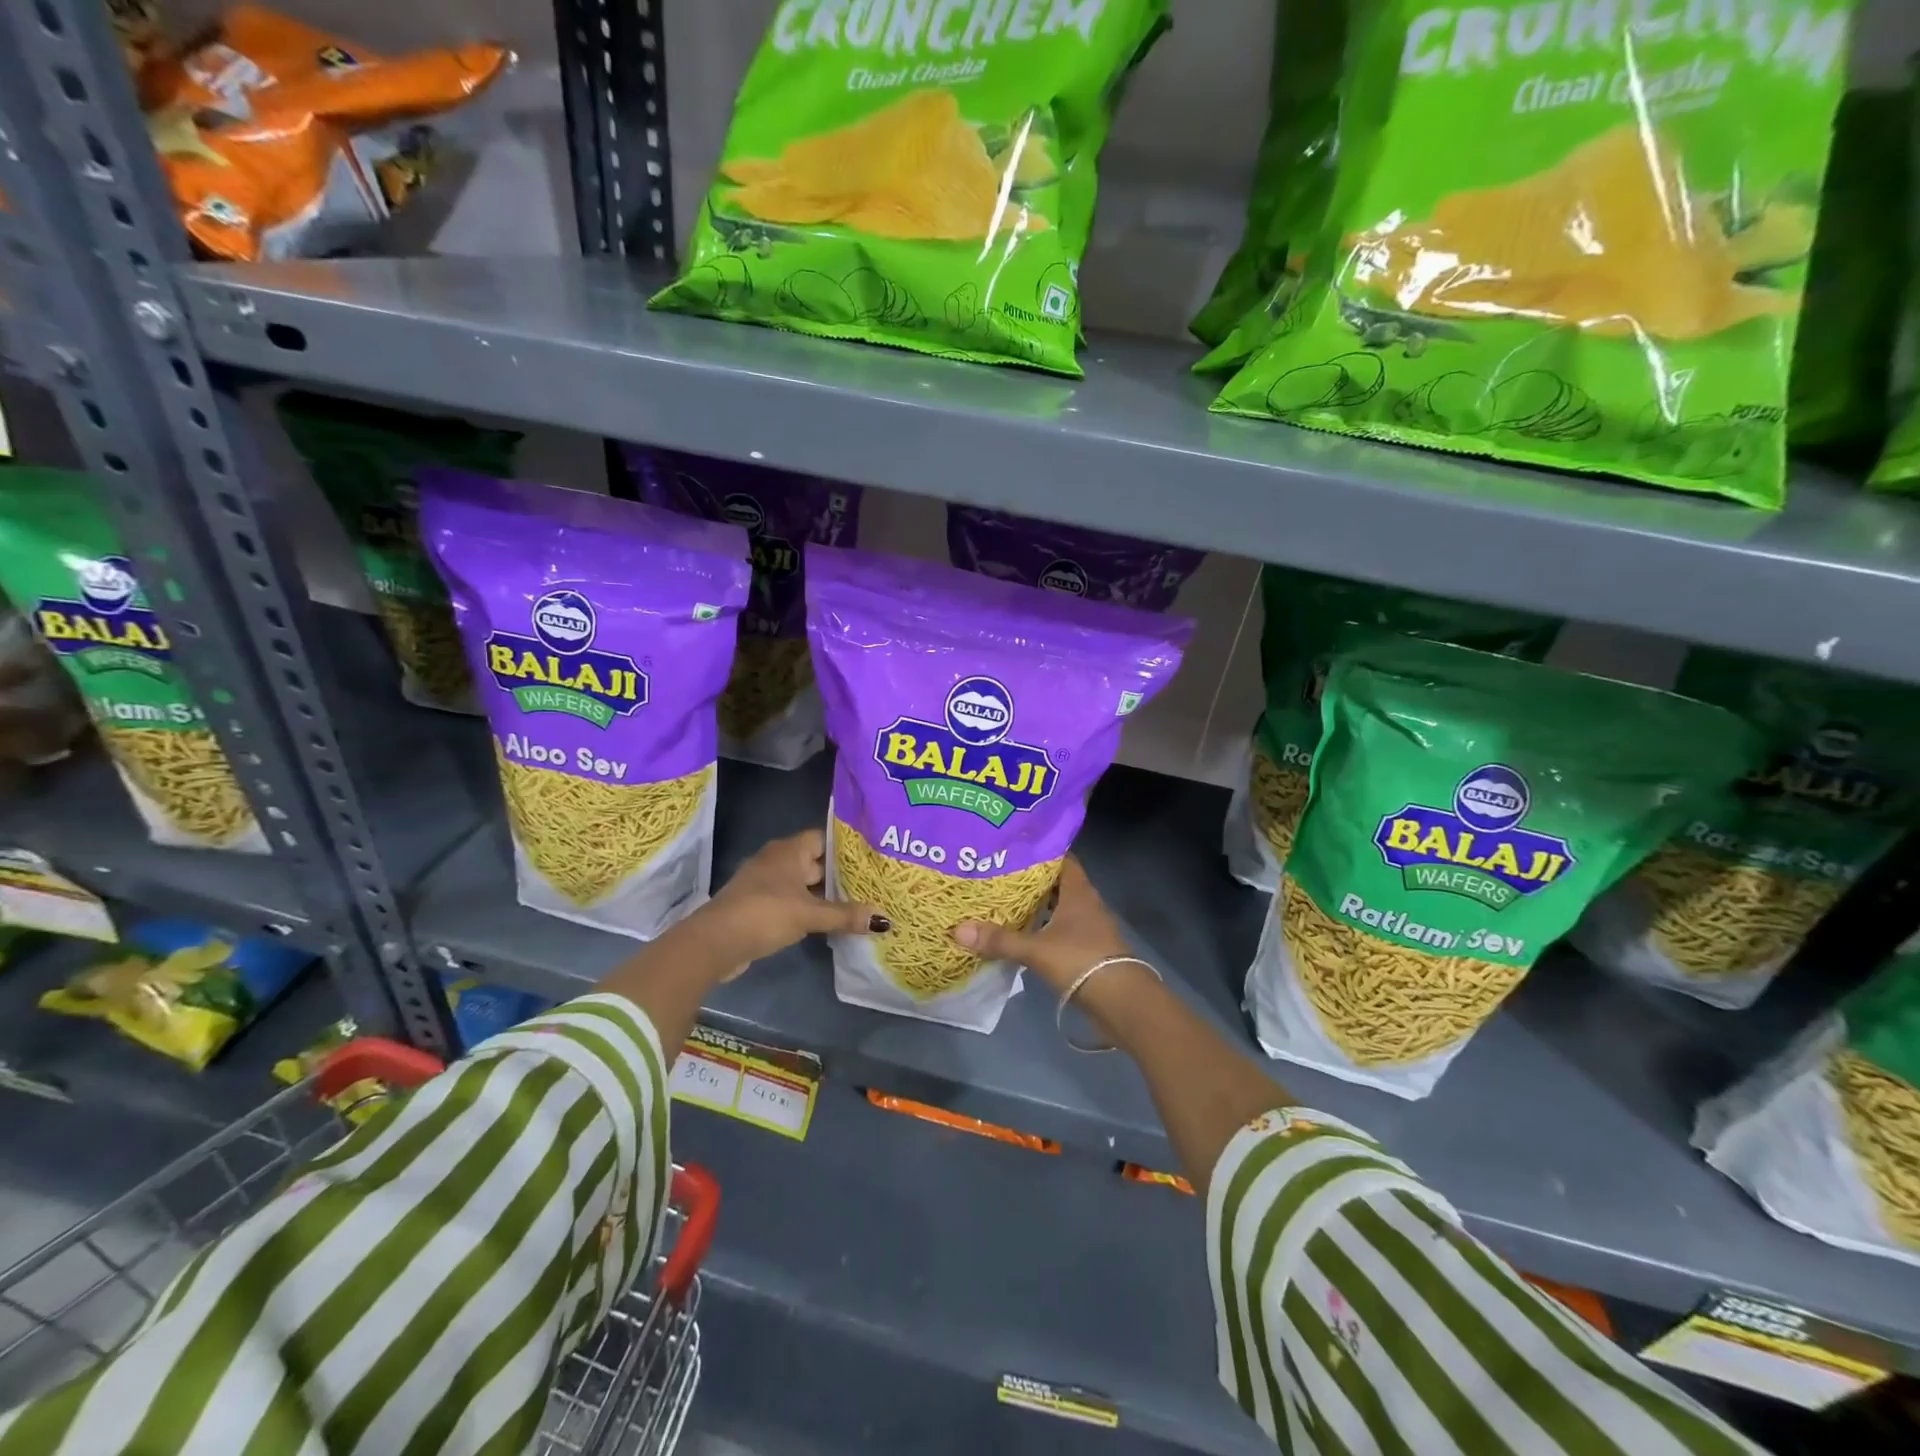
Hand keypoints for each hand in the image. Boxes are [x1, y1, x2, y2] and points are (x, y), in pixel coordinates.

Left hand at [694, 830, 888, 974]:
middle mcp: (777, 860)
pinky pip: (793, 900)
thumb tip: (883, 919)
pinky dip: (810, 908)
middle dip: (840, 874)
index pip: (824, 838)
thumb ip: (845, 915)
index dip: (847, 847)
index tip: (872, 857)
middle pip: (816, 862)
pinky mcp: (760, 905)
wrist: (715, 942)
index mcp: (789, 850)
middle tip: (873, 883)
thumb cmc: (765, 914)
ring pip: (804, 884)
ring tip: (858, 902)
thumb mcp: (810, 914)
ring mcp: (766, 883)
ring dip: (825, 894)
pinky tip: (829, 921)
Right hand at [950, 857, 1131, 993]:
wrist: (1122, 1001)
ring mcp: (1090, 927)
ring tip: (1008, 903)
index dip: (1040, 851)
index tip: (1014, 848)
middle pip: (1058, 883)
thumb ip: (999, 940)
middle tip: (1001, 874)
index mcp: (1078, 892)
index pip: (1062, 859)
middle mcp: (1086, 903)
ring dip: (1040, 906)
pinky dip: (1046, 928)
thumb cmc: (1080, 961)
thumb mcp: (1036, 950)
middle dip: (1033, 880)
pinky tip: (1026, 935)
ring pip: (1061, 907)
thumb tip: (958, 929)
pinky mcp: (1089, 949)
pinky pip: (1063, 929)